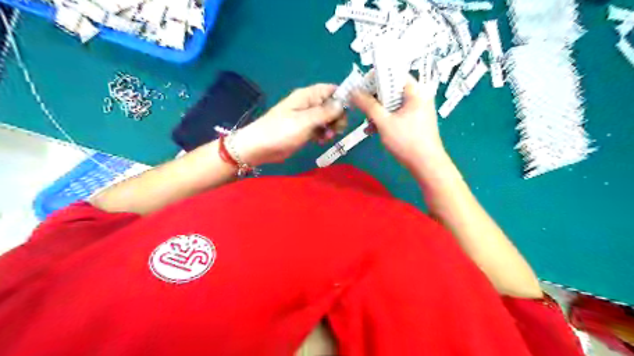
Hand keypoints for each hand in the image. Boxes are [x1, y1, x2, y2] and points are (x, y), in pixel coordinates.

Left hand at [231, 83, 344, 164]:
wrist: (260, 148)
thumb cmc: (281, 131)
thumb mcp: (305, 121)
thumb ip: (325, 112)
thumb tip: (342, 103)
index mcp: (308, 96)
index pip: (331, 89)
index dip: (342, 97)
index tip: (350, 111)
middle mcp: (309, 104)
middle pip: (332, 105)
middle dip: (337, 117)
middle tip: (336, 129)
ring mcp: (306, 118)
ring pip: (327, 119)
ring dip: (331, 128)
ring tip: (326, 138)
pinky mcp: (304, 130)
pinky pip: (320, 129)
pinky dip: (323, 134)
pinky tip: (320, 142)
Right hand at [352, 75, 443, 169]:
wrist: (427, 165)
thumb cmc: (406, 141)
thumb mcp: (384, 122)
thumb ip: (368, 105)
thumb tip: (353, 91)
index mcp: (416, 91)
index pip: (394, 74)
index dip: (376, 78)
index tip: (361, 88)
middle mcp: (418, 97)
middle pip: (392, 90)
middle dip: (375, 99)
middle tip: (362, 108)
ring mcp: (417, 110)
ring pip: (393, 104)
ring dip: (378, 112)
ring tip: (367, 124)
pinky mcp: (415, 121)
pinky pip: (397, 114)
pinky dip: (385, 120)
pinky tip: (374, 130)